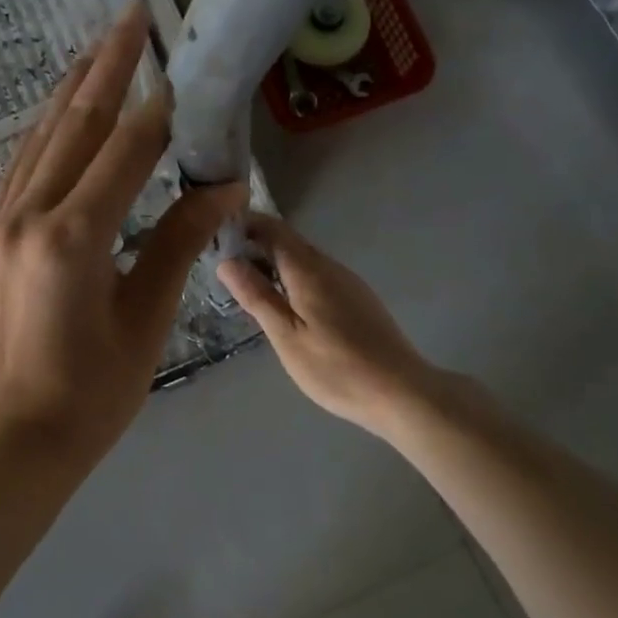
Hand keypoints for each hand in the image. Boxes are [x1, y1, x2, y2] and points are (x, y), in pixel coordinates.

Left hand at [0, 3, 247, 469]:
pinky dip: (44, 133)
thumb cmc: (94, 392)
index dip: (156, 108)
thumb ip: (178, 243)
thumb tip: (223, 189)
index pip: (123, 152)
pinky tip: (58, 115)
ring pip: (38, 141)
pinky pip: (19, 169)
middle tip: (128, 15)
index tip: (179, 66)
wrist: (17, 440)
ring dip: (70, 91)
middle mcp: (27, 218)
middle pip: (73, 127)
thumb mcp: (146, 318)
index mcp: (72, 239)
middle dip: (104, 68)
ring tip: (95, 48)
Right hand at [217, 214, 436, 438]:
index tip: (216, 236)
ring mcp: (348, 282)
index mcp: (309, 270)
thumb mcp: (286, 336)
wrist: (401, 392)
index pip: (272, 229)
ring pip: (303, 260)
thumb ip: (257, 296)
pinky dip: (293, 279)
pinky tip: (285, 306)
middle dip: (255, 246)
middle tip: (223, 267)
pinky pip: (317, 276)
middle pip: (288, 242)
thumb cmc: (336, 368)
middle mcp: (330, 266)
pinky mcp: (358, 300)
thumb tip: (227, 262)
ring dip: (274, 264)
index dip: (244, 225)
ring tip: (247, 287)